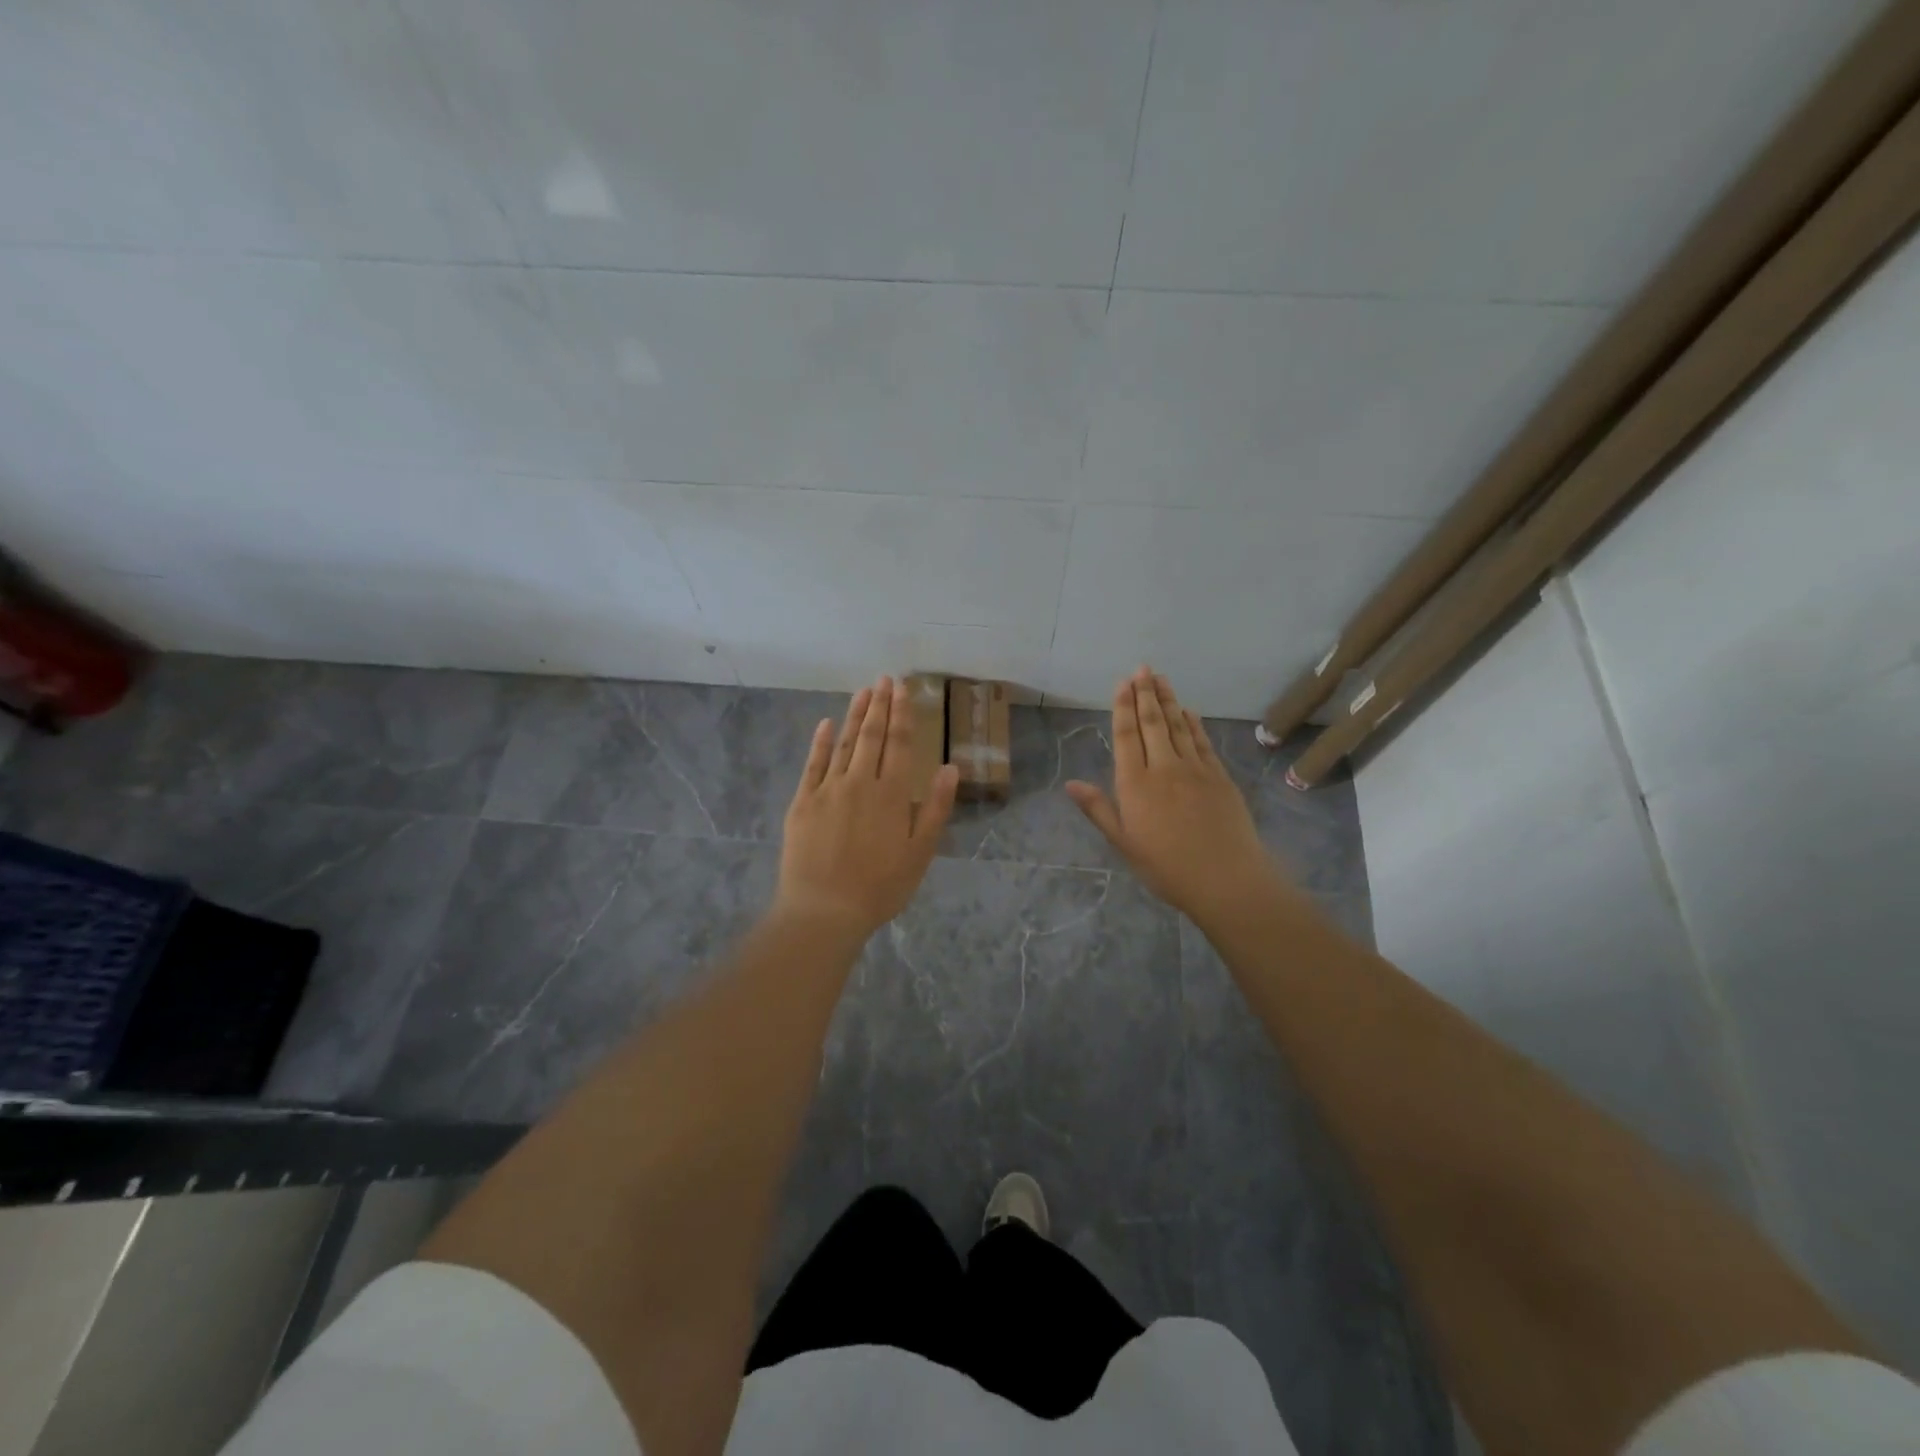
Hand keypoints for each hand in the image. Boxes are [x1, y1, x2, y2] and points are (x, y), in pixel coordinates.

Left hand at [775, 675, 958, 939]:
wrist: (824, 909)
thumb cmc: (880, 887)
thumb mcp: (920, 853)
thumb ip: (934, 808)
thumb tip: (950, 768)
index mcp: (892, 794)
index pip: (900, 744)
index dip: (903, 714)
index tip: (903, 688)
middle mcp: (861, 782)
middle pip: (872, 736)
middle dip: (879, 705)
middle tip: (884, 679)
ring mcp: (828, 790)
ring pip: (844, 744)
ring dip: (854, 715)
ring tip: (863, 692)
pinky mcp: (803, 802)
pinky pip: (813, 764)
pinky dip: (820, 742)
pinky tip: (825, 723)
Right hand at [1066, 668, 1290, 924]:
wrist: (1226, 879)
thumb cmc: (1167, 867)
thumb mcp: (1124, 843)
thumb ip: (1099, 809)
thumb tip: (1071, 783)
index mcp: (1135, 784)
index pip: (1126, 735)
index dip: (1123, 706)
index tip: (1123, 682)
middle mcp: (1164, 768)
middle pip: (1153, 723)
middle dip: (1146, 694)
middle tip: (1143, 668)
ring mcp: (1195, 770)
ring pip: (1179, 727)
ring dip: (1169, 701)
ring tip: (1162, 679)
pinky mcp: (1220, 777)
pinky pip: (1203, 742)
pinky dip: (1195, 724)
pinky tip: (1190, 712)